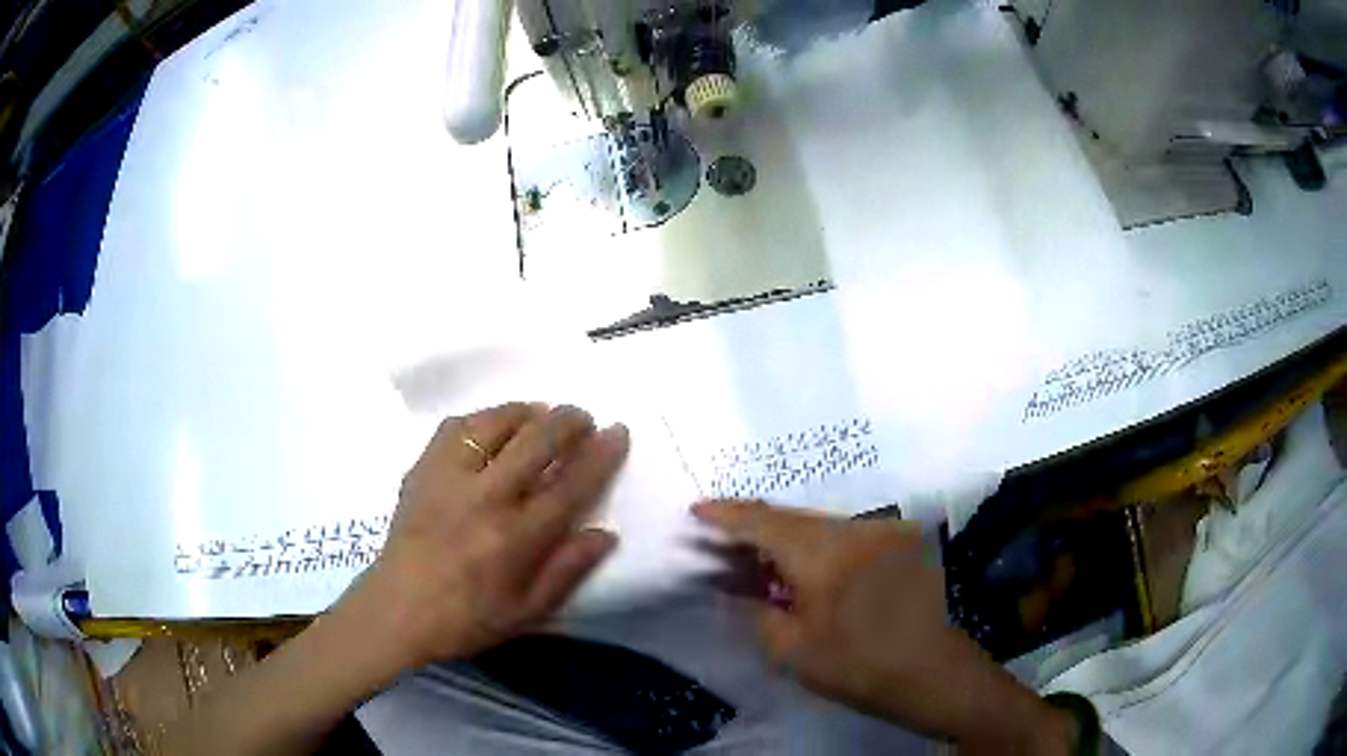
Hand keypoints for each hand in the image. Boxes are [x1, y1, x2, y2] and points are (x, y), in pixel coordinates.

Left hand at [335, 402, 628, 678]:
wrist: (398, 610)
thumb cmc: (468, 618)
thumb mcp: (528, 612)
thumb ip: (569, 570)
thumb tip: (606, 533)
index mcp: (515, 538)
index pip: (570, 484)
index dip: (601, 454)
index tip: (619, 430)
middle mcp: (485, 498)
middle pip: (536, 440)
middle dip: (568, 420)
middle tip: (583, 417)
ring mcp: (448, 478)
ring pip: (494, 422)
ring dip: (526, 411)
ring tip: (540, 414)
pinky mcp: (422, 470)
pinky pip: (455, 426)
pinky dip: (481, 418)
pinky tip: (491, 426)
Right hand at [693, 501, 1072, 753]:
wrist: (935, 673)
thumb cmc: (860, 665)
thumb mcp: (794, 650)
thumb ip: (758, 612)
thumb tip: (735, 589)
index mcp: (822, 551)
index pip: (763, 520)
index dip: (726, 514)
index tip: (697, 510)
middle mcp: (851, 530)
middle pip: (790, 516)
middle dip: (752, 525)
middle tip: (719, 542)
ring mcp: (879, 534)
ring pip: (817, 525)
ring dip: (783, 537)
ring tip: (754, 560)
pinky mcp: (895, 546)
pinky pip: (841, 536)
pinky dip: (812, 547)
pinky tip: (800, 571)